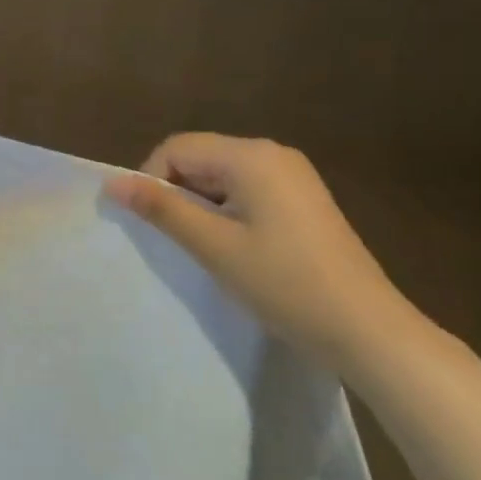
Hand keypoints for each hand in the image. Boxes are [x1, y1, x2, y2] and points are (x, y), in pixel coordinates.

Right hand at [104, 133, 415, 371]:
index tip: (152, 224)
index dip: (152, 180)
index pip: (177, 148)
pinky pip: (247, 190)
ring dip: (202, 205)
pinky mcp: (304, 199)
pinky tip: (236, 248)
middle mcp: (272, 153)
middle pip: (200, 157)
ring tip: (206, 248)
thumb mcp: (213, 246)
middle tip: (176, 240)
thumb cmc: (285, 283)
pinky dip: (228, 211)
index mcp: (251, 155)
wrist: (369, 331)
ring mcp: (293, 175)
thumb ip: (161, 208)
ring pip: (222, 176)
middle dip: (177, 192)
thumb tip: (111, 183)